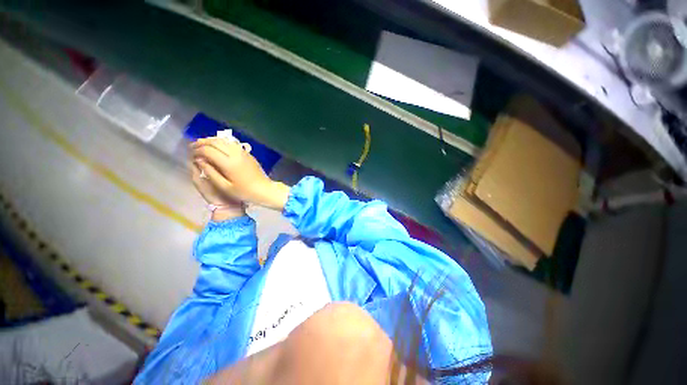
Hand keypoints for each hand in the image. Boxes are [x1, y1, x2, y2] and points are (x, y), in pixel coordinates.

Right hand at [191, 137, 290, 210]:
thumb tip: (199, 160)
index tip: (191, 154)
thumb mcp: (224, 186)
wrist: (265, 190)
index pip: (208, 150)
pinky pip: (232, 144)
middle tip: (193, 147)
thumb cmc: (244, 192)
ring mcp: (243, 153)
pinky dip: (221, 143)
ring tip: (202, 145)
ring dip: (211, 141)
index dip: (197, 150)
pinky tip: (217, 148)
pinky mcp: (248, 154)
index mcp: (229, 163)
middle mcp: (236, 154)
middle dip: (202, 143)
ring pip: (224, 141)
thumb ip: (210, 172)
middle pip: (215, 142)